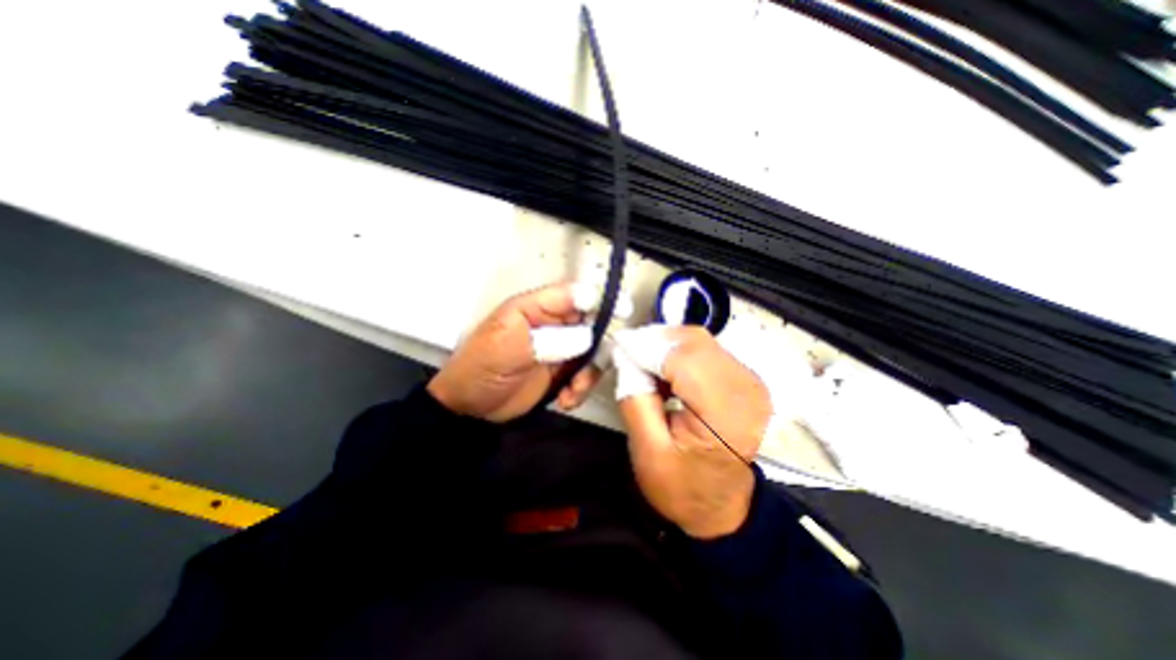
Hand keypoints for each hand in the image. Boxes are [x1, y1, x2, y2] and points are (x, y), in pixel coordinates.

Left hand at [426, 280, 605, 418]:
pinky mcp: (562, 371)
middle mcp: (553, 324)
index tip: (622, 310)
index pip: (573, 295)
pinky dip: (581, 387)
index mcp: (535, 308)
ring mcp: (560, 348)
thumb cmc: (479, 369)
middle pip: (591, 323)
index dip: (598, 299)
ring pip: (593, 351)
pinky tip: (566, 399)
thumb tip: (586, 337)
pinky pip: (585, 374)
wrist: (471, 408)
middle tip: (592, 365)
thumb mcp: (508, 347)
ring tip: (572, 389)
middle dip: (598, 345)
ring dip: (589, 372)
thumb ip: (549, 339)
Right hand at [616, 328, 774, 539]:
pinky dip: (679, 352)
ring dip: (666, 345)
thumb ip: (635, 398)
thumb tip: (626, 357)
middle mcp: (746, 389)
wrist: (722, 508)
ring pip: (699, 340)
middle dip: (655, 341)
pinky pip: (706, 350)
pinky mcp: (744, 379)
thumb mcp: (647, 451)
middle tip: (627, 355)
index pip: (682, 359)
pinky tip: (664, 371)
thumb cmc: (683, 488)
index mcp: (725, 415)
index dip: (646, 347)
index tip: (617, 347)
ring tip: (643, 365)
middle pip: (694, 341)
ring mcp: (750, 381)